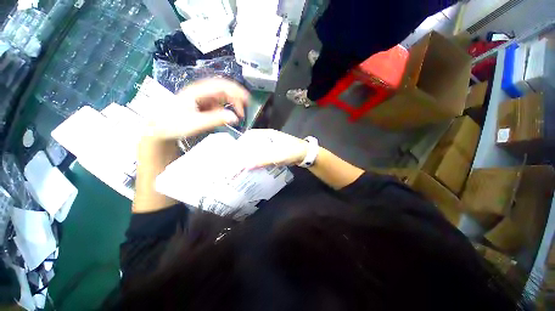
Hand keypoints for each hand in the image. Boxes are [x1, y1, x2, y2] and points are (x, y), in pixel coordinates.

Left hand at [147, 78, 249, 140]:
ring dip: (232, 103)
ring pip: (222, 96)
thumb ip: (215, 120)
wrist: (161, 129)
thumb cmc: (174, 124)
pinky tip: (226, 116)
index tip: (247, 100)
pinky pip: (218, 103)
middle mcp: (200, 91)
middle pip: (224, 89)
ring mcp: (202, 97)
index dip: (236, 90)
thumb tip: (234, 118)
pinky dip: (226, 108)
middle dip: (236, 98)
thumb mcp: (195, 123)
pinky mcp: (203, 103)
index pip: (221, 85)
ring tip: (237, 115)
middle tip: (243, 112)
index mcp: (197, 91)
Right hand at [238, 129, 309, 168]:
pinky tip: (255, 166)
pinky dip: (259, 160)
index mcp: (267, 134)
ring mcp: (271, 145)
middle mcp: (268, 138)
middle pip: (253, 143)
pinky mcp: (274, 152)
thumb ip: (263, 160)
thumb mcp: (277, 155)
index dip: (241, 142)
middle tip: (237, 160)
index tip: (234, 151)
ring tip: (243, 165)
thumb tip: (246, 166)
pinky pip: (263, 155)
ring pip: (258, 150)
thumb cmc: (292, 151)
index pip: (250, 135)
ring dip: (252, 156)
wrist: (305, 155)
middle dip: (245, 151)